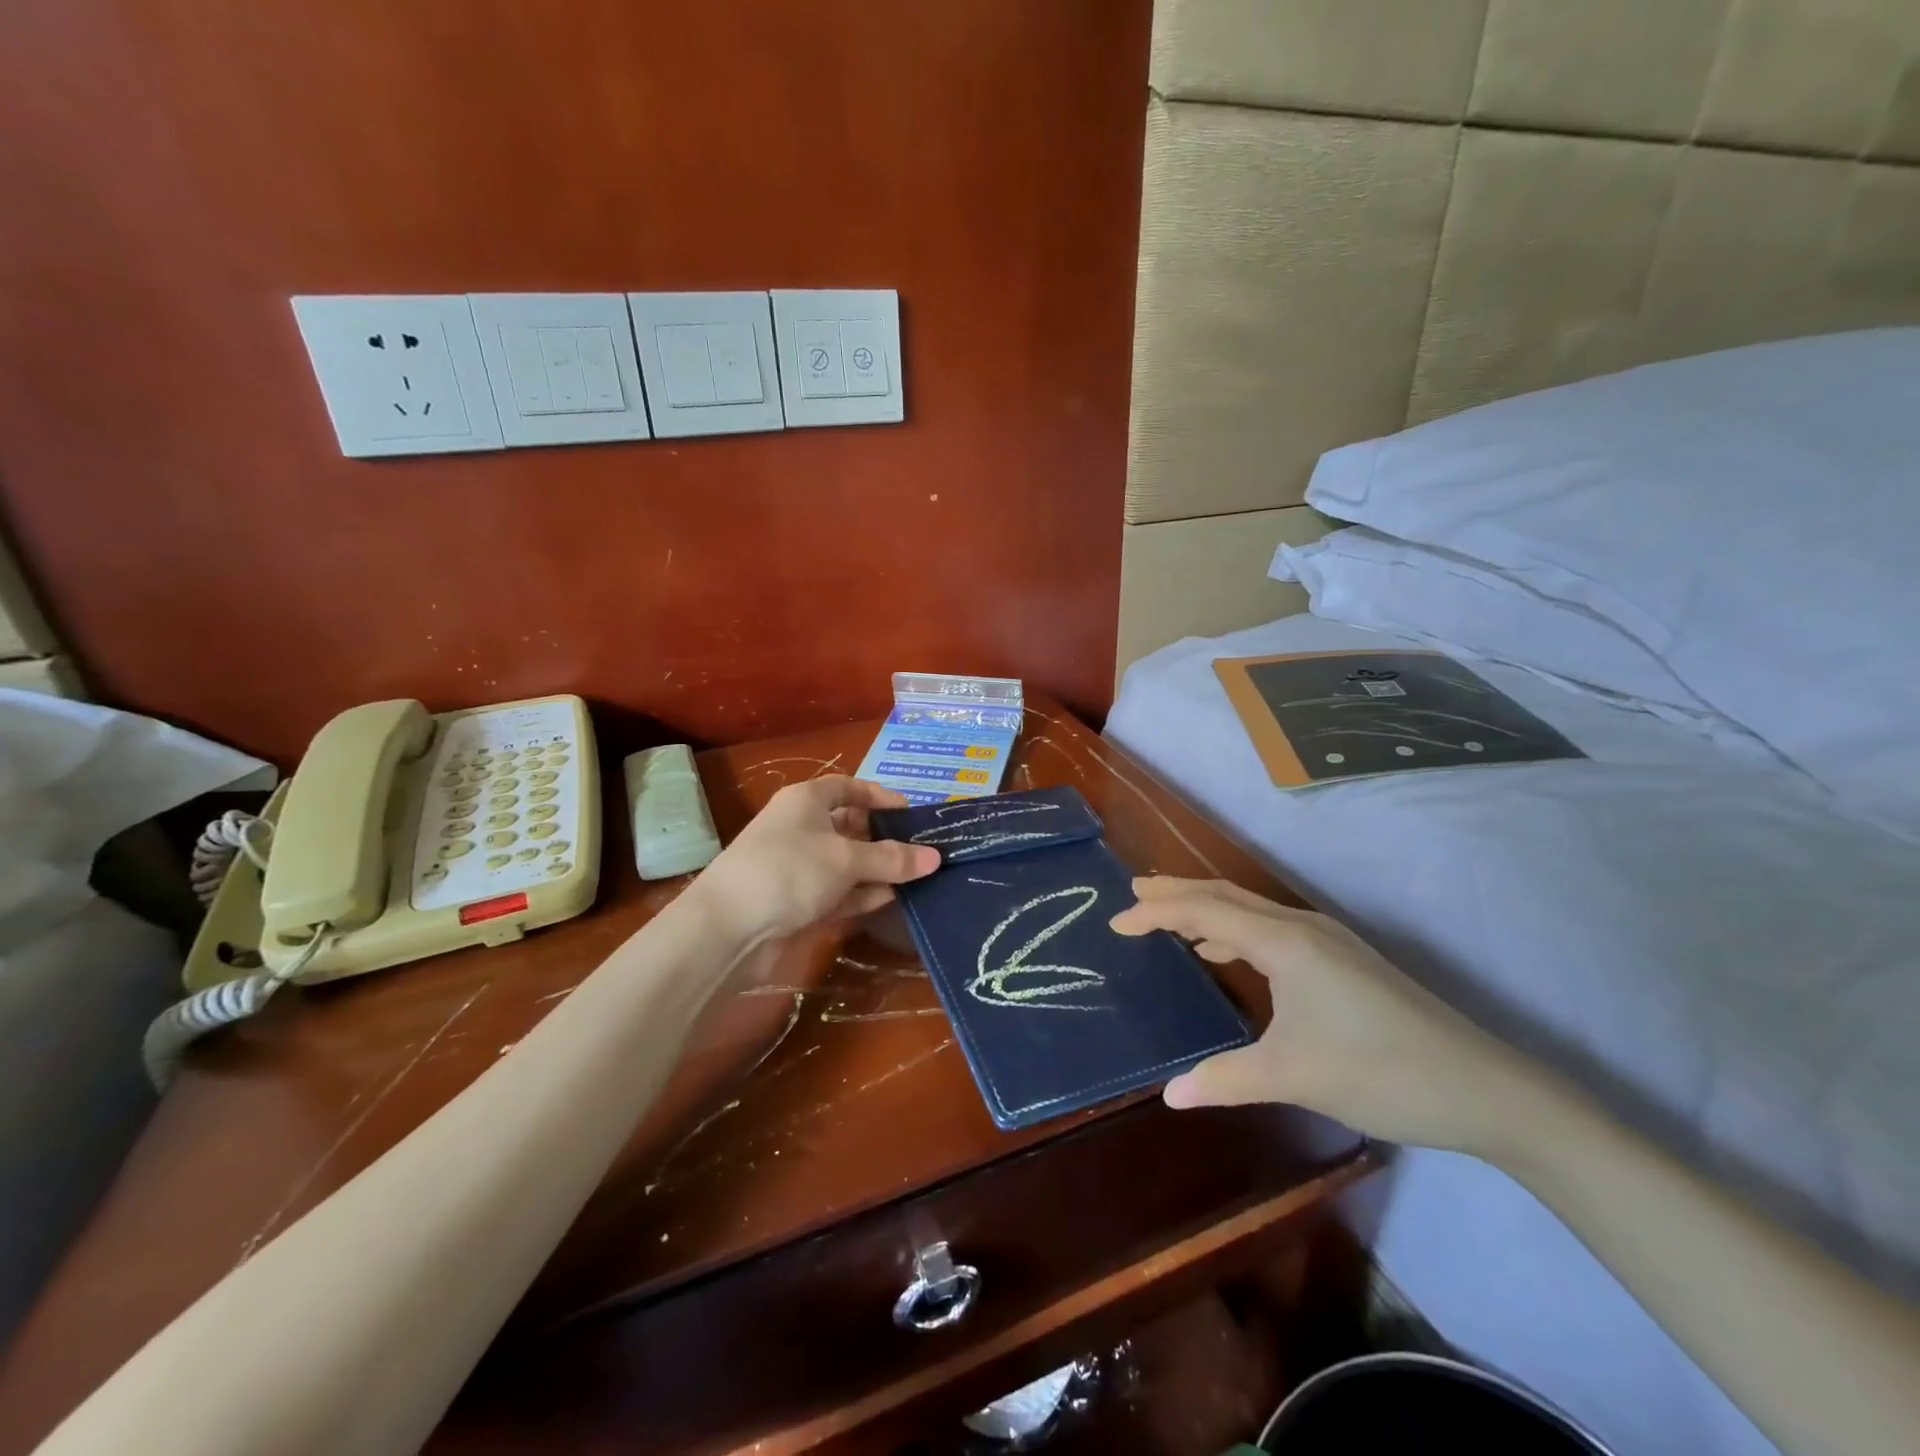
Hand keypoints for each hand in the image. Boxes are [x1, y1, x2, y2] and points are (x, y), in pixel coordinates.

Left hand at [689, 777, 940, 949]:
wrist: (727, 929)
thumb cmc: (789, 872)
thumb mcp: (846, 860)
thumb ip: (892, 859)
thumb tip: (935, 856)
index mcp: (806, 801)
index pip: (848, 787)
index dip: (879, 796)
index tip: (911, 814)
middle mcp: (800, 828)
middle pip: (849, 826)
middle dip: (883, 838)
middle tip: (921, 850)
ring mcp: (796, 866)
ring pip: (845, 862)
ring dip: (876, 870)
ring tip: (916, 877)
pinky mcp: (795, 901)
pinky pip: (836, 891)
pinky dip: (860, 894)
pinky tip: (888, 899)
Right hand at [1111, 878, 1538, 1150]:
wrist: (1485, 1089)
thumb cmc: (1379, 1072)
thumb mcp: (1293, 1076)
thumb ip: (1224, 1079)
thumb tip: (1169, 1095)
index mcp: (1285, 942)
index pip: (1205, 911)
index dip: (1156, 913)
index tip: (1116, 921)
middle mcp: (1302, 927)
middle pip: (1225, 895)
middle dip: (1176, 893)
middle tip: (1132, 894)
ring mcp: (1327, 941)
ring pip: (1250, 910)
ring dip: (1206, 909)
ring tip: (1168, 918)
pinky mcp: (1342, 960)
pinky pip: (1270, 929)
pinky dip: (1235, 930)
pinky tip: (1225, 952)